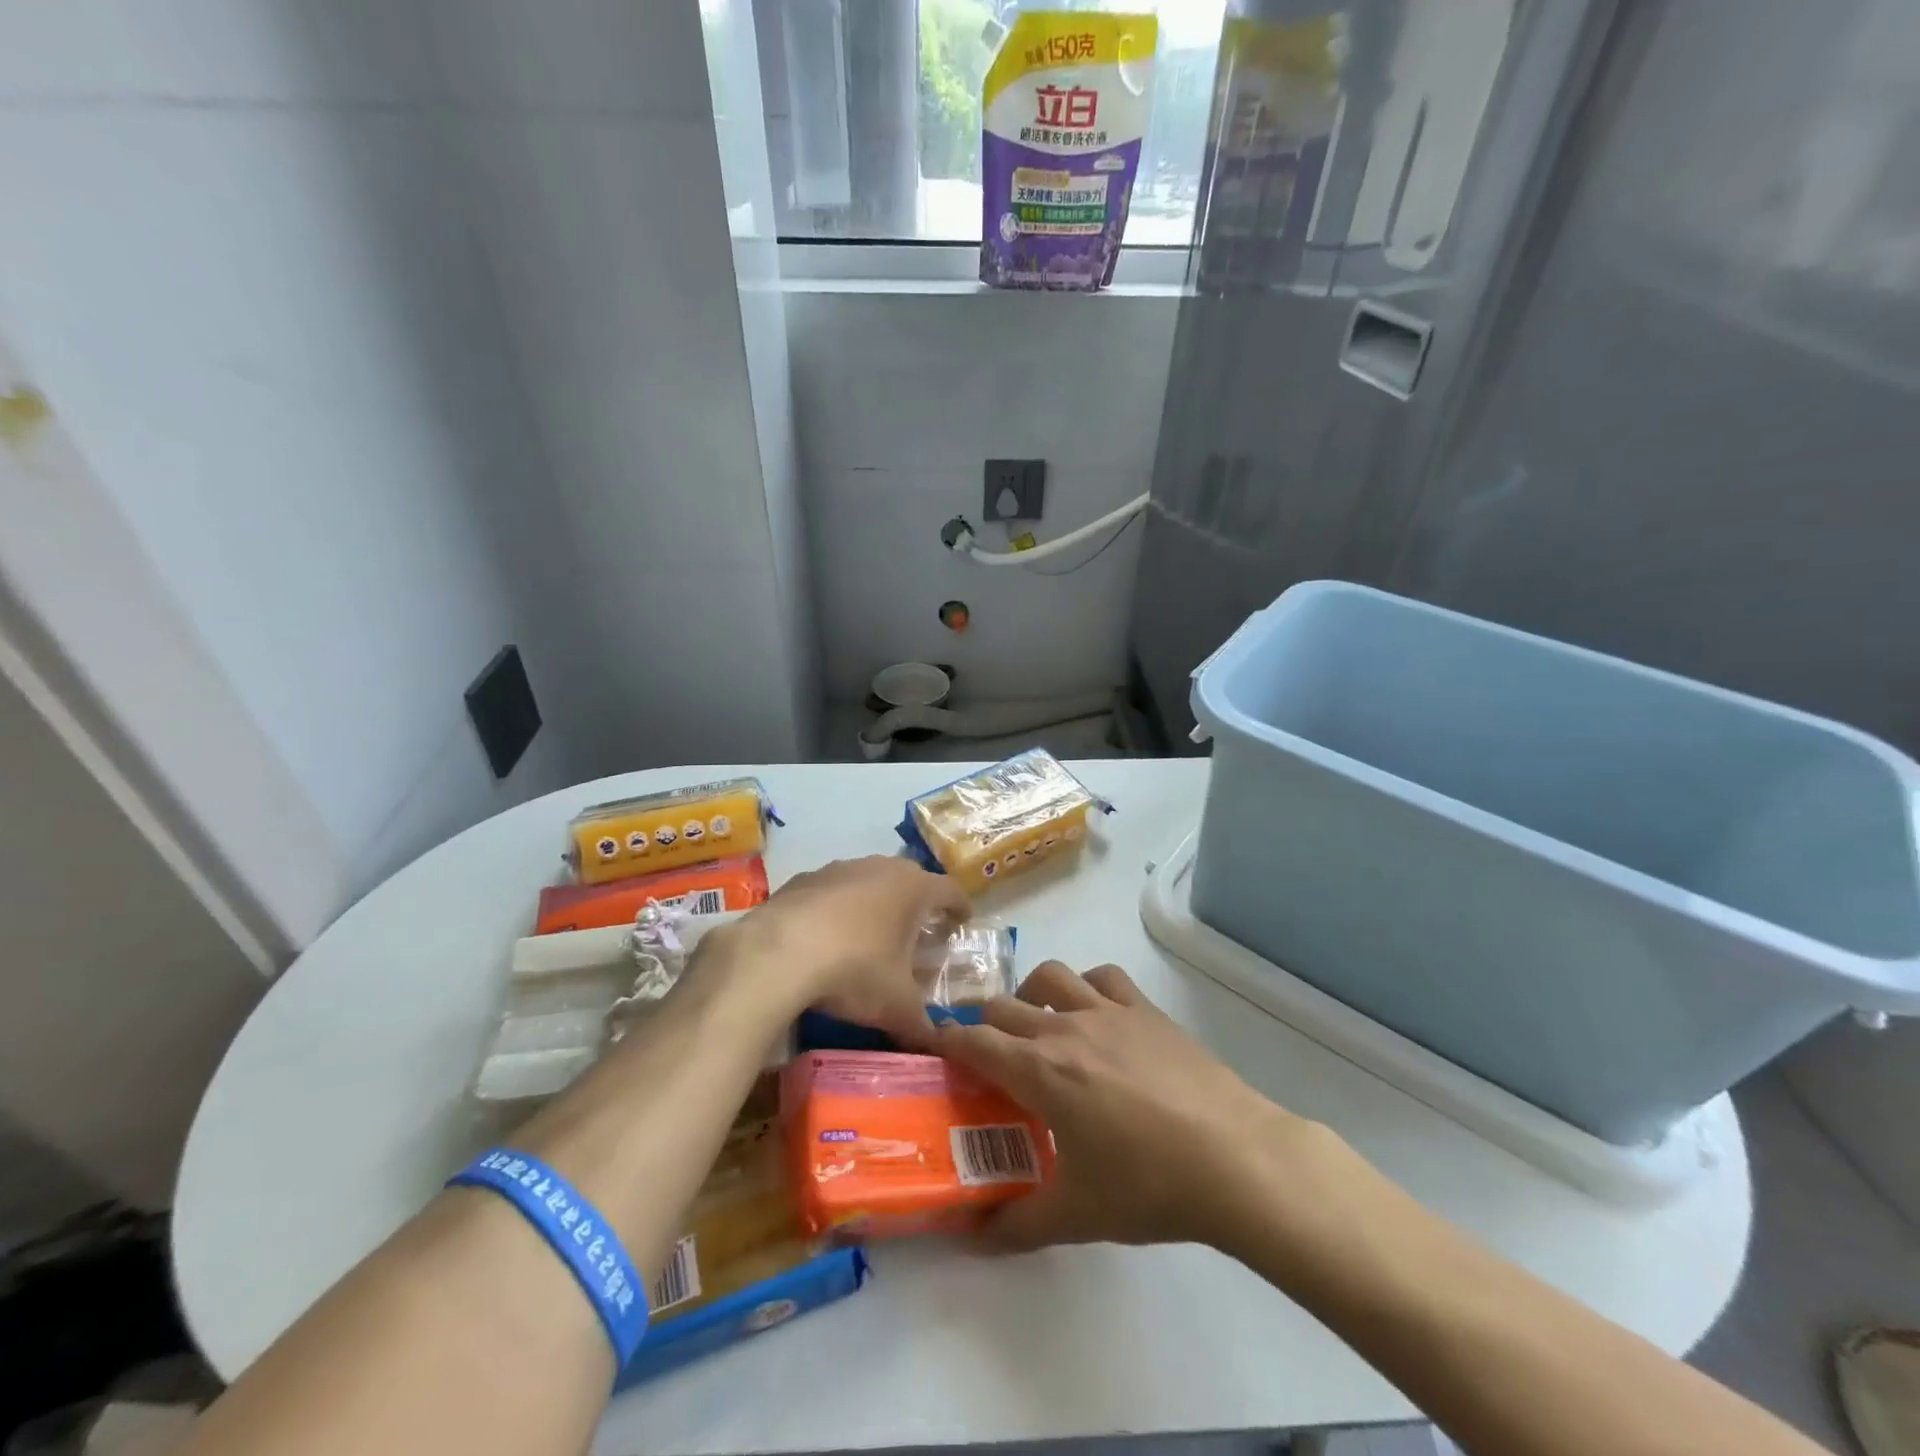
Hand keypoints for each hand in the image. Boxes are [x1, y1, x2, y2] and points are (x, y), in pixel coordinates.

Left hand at [706, 856, 969, 1043]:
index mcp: (913, 889)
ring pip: (869, 880)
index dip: (960, 907)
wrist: (777, 954)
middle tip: (920, 930)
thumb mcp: (896, 1006)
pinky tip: (828, 936)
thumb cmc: (854, 970)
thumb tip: (938, 1043)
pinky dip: (838, 908)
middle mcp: (880, 867)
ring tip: (873, 933)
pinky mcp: (803, 879)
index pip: (950, 890)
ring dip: (876, 902)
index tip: (963, 922)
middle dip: (918, 903)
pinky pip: (832, 891)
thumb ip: (922, 1024)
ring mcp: (838, 869)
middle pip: (910, 879)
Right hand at [936, 961, 1314, 1250]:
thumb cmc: (1148, 1185)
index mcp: (1039, 1070)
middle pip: (1003, 1005)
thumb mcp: (1076, 1215)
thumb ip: (1017, 1224)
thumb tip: (974, 1238)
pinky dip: (1087, 987)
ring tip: (1039, 1026)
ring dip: (1032, 994)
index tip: (936, 1049)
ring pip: (1050, 976)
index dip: (947, 1041)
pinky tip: (1096, 1015)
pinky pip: (1103, 977)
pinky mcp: (1145, 1009)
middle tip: (989, 1057)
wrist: (1233, 1158)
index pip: (974, 1040)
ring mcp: (1107, 1011)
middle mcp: (1064, 1027)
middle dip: (985, 1025)